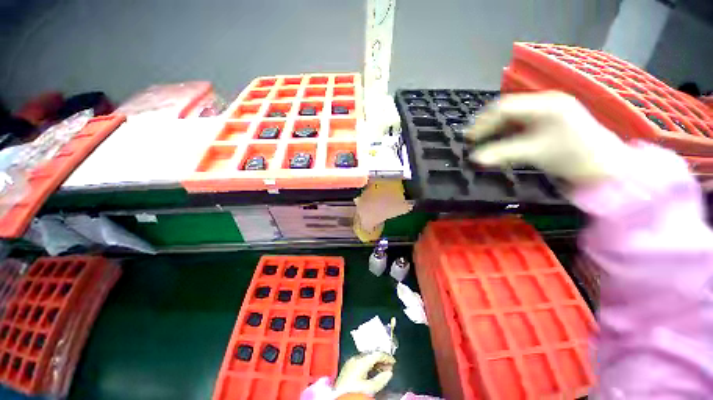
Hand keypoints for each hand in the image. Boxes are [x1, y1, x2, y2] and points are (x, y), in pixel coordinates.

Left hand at [334, 352, 395, 395]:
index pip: (376, 353)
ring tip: (383, 371)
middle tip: (389, 367)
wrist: (339, 397)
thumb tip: (389, 372)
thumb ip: (381, 379)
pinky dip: (369, 366)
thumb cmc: (355, 392)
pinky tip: (373, 372)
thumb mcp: (370, 388)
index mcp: (361, 360)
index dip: (386, 357)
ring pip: (366, 358)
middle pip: (371, 355)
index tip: (394, 362)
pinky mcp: (347, 368)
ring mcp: (350, 362)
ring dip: (375, 363)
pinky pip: (361, 362)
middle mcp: (355, 358)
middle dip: (381, 360)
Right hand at [466, 91, 630, 184]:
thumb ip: (502, 153)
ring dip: (495, 128)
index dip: (483, 122)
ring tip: (482, 140)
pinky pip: (521, 123)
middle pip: (508, 109)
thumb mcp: (535, 153)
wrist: (606, 166)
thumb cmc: (573, 156)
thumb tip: (474, 158)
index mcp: (545, 104)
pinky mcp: (550, 120)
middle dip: (487, 124)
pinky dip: (506, 132)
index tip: (469, 138)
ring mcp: (548, 110)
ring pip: (513, 116)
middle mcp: (546, 102)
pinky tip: (499, 141)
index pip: (504, 107)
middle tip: (472, 139)